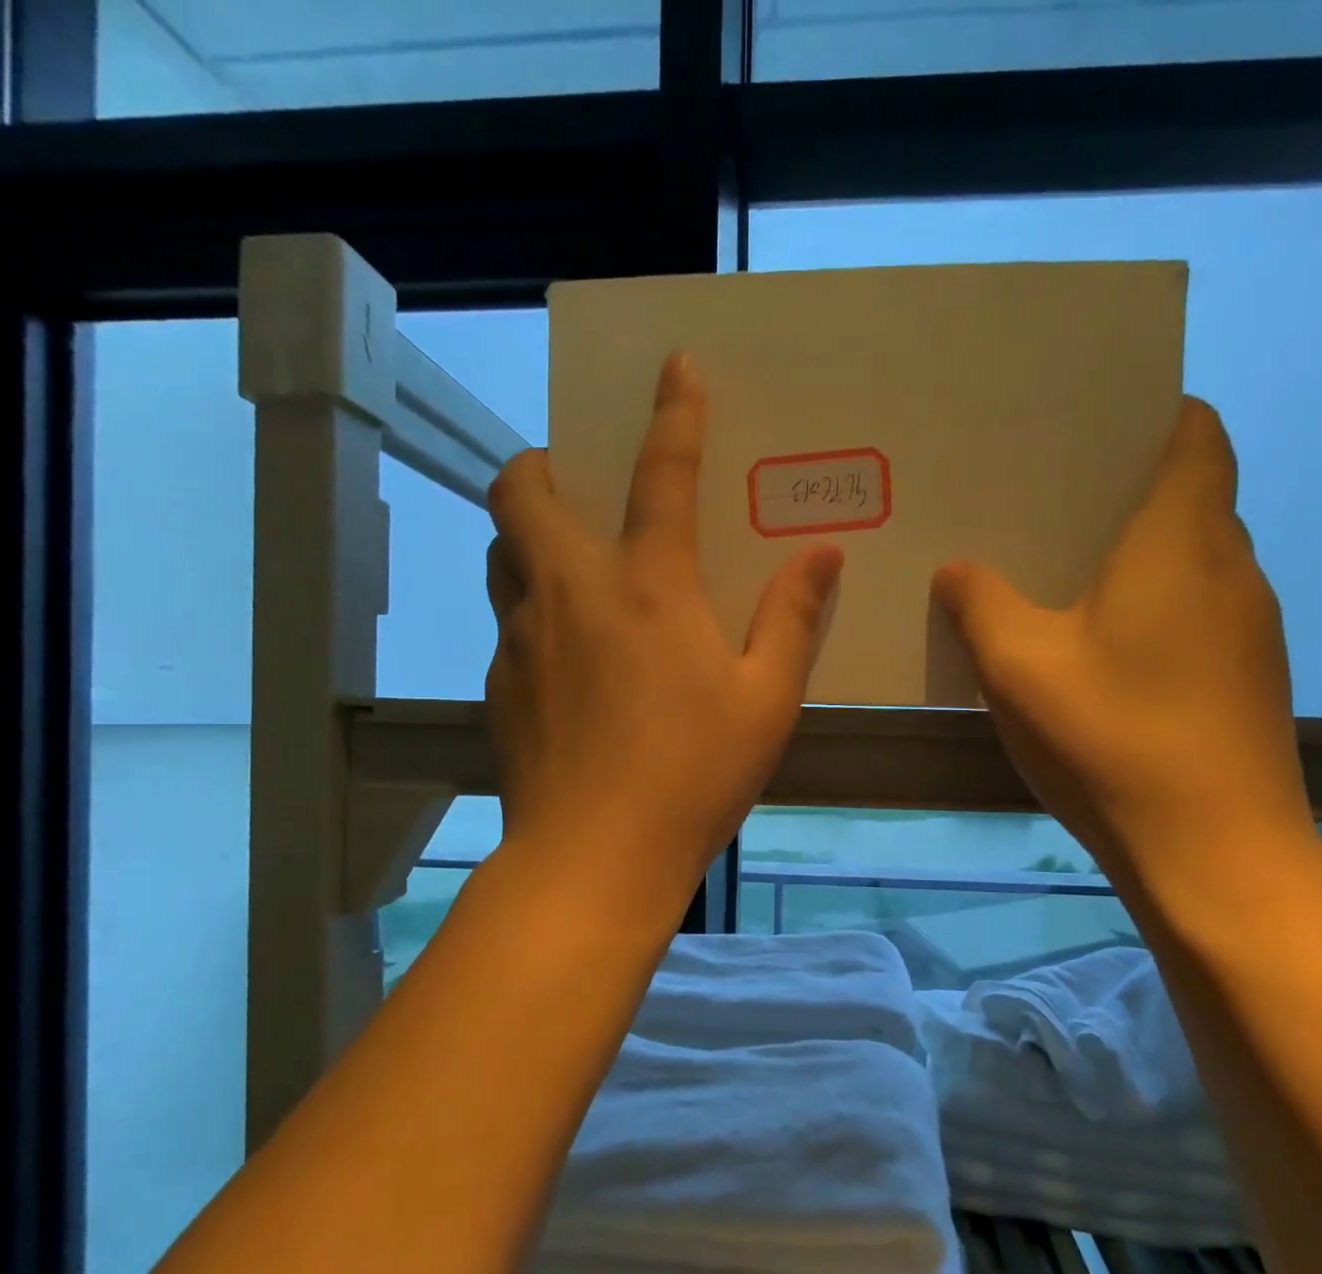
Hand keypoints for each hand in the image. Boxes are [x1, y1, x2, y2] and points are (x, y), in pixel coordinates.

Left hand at [483, 354, 843, 911]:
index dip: (673, 412)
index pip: (661, 474)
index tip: (674, 366)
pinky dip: (533, 611)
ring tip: (573, 566)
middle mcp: (570, 592)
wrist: (594, 859)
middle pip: (522, 490)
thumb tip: (822, 554)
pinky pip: (508, 621)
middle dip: (544, 464)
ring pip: (501, 552)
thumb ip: (792, 619)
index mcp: (647, 586)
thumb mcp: (766, 700)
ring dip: (529, 536)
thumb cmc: (693, 775)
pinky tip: (569, 661)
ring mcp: (521, 637)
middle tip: (581, 485)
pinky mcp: (499, 684)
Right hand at [933, 398, 1311, 877]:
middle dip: (1127, 490)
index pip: (1197, 435)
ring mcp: (1250, 628)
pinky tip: (1100, 652)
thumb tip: (958, 569)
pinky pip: (1197, 613)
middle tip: (1048, 503)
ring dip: (1138, 556)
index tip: (1092, 428)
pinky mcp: (1247, 679)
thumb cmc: (1113, 738)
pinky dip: (1153, 608)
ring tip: (1063, 575)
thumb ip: (980, 605)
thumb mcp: (1019, 666)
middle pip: (1192, 497)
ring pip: (1193, 561)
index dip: (1156, 414)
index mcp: (1182, 542)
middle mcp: (1231, 569)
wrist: (1214, 853)